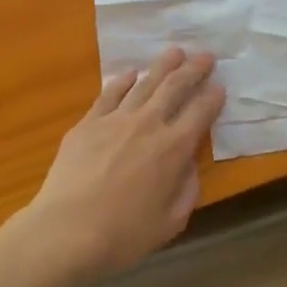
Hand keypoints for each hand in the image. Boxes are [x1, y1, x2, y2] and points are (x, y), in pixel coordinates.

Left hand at [25, 49, 225, 280]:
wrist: (65, 232)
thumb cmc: (123, 235)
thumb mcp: (171, 222)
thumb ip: (187, 189)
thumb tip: (189, 166)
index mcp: (174, 149)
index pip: (201, 113)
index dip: (213, 97)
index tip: (220, 87)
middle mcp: (148, 125)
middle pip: (175, 88)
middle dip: (193, 70)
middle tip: (206, 55)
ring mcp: (115, 120)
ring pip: (145, 84)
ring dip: (163, 65)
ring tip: (175, 51)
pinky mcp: (88, 124)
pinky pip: (109, 94)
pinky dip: (123, 81)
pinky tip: (130, 73)